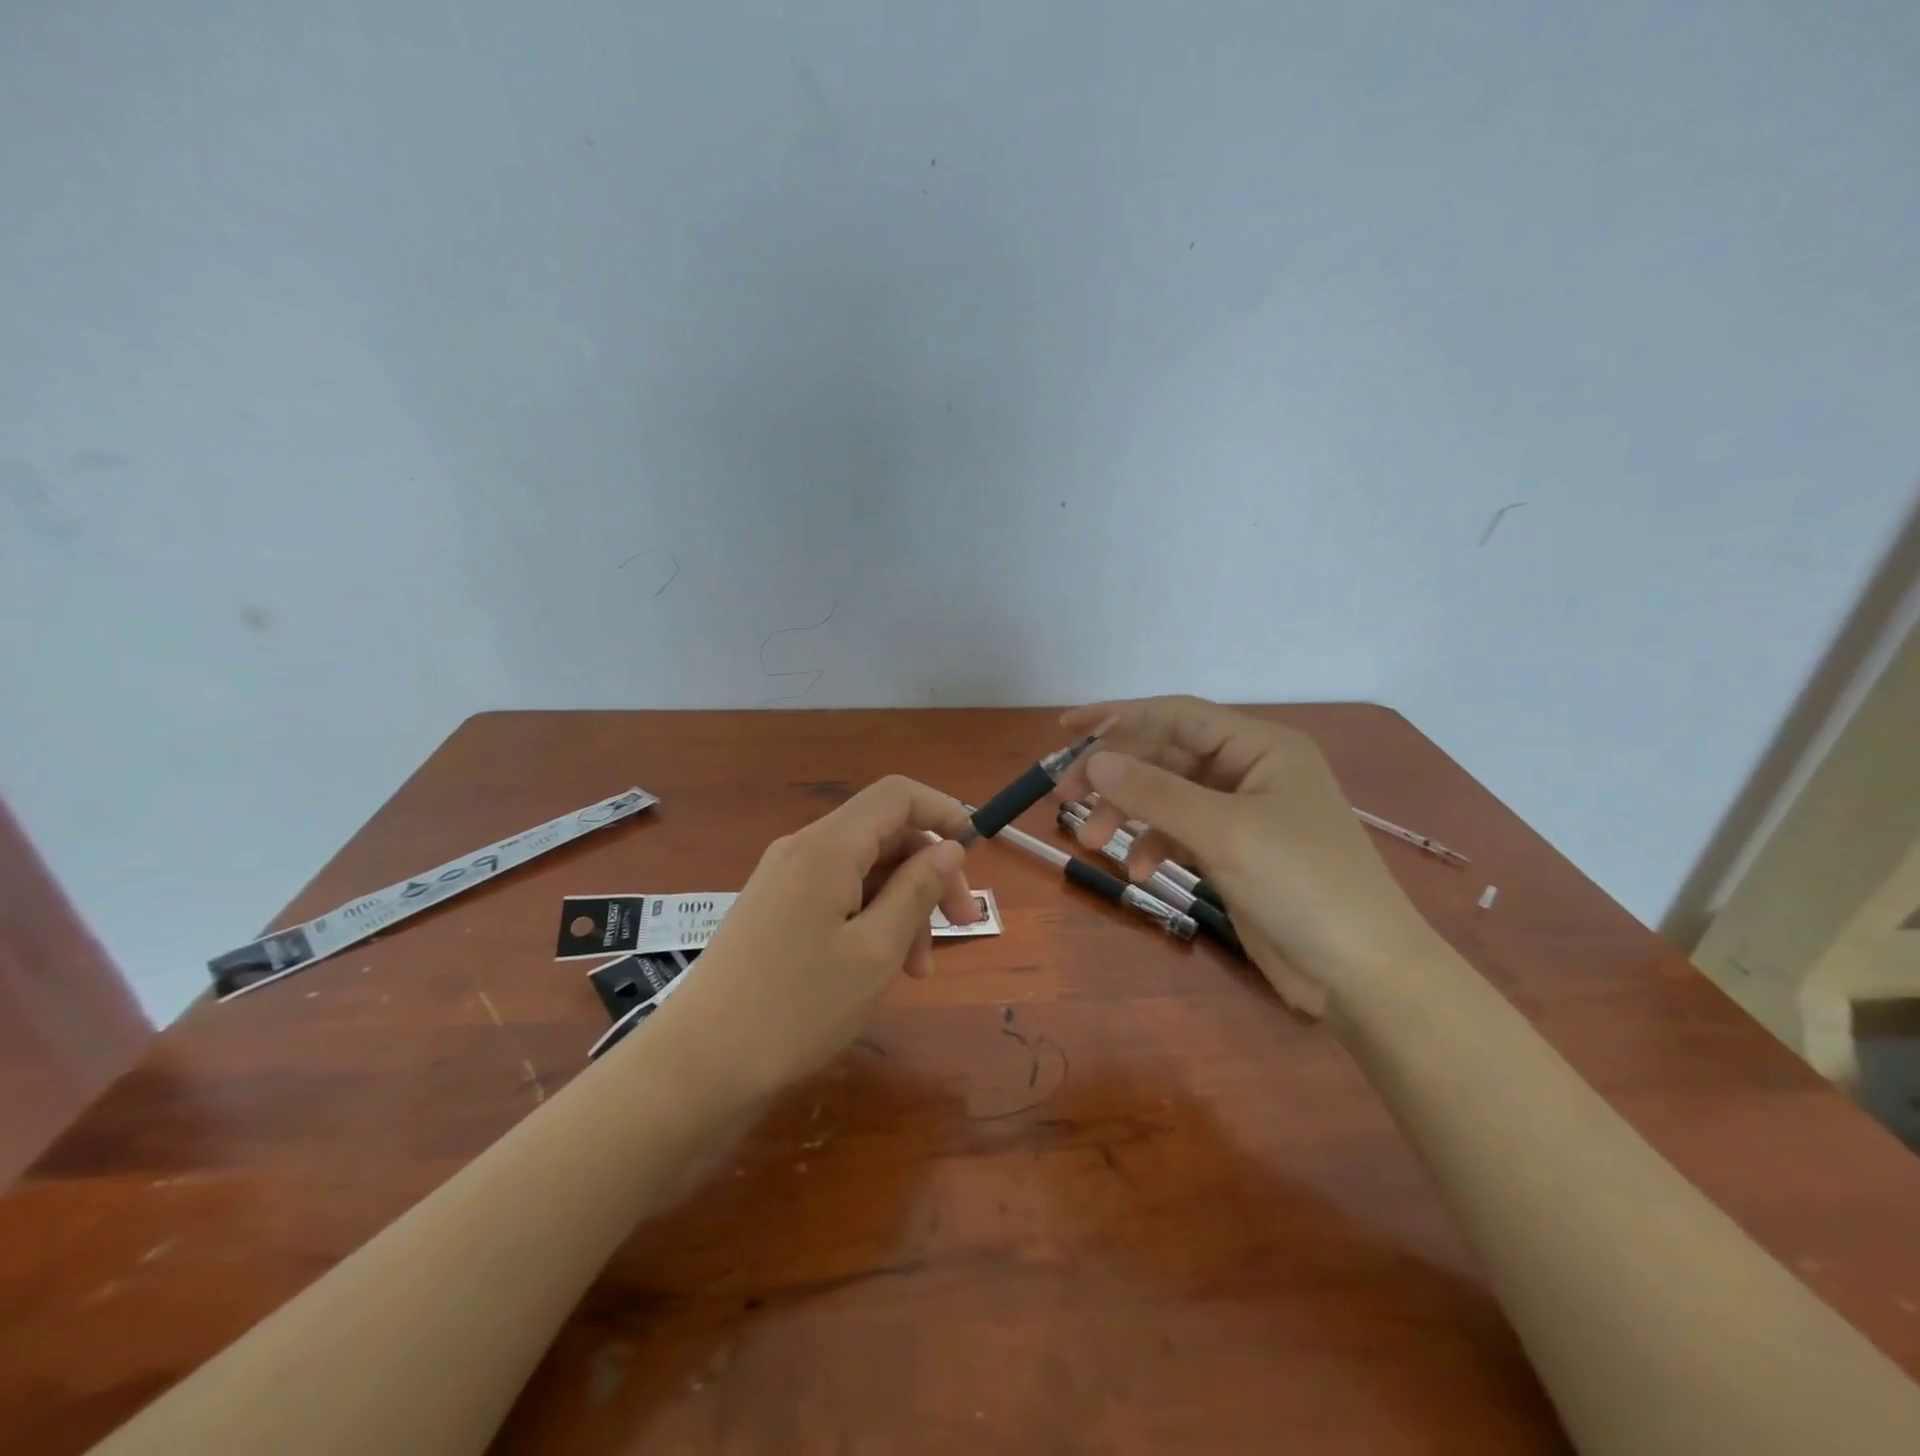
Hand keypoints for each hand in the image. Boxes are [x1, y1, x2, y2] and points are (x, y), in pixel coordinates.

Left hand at [661, 776, 979, 1102]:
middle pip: (884, 835)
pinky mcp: (774, 910)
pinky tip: (880, 967)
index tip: (977, 853)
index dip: (944, 812)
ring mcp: (783, 880)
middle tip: (961, 926)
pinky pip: (837, 895)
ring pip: (863, 870)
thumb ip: (917, 889)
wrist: (698, 1066)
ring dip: (902, 906)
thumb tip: (948, 846)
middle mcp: (803, 849)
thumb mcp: (876, 950)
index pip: (897, 796)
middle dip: (929, 873)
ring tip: (918, 969)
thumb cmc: (797, 1007)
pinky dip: (870, 919)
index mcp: (828, 847)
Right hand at [1053, 696, 1438, 1012]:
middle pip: (1165, 756)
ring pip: (1167, 797)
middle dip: (1116, 776)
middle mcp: (1250, 770)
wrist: (1362, 974)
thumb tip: (1092, 761)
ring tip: (1090, 842)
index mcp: (1261, 747)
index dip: (1119, 717)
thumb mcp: (1225, 832)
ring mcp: (1242, 813)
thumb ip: (1155, 793)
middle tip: (1065, 797)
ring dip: (1128, 815)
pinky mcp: (1234, 853)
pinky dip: (1154, 846)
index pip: (1176, 716)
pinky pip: (1179, 833)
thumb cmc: (1303, 884)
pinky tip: (1140, 873)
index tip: (1066, 730)